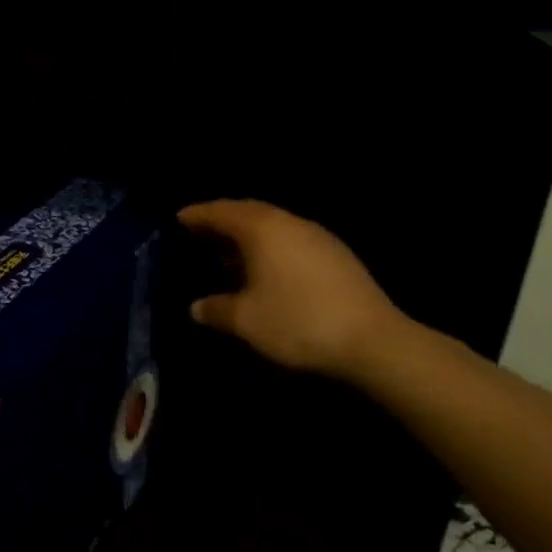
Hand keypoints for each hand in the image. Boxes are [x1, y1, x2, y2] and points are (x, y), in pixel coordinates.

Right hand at [178, 199, 406, 379]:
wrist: (373, 340)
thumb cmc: (298, 322)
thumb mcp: (247, 321)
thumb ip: (216, 310)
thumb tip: (197, 307)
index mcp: (262, 229)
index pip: (221, 212)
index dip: (197, 215)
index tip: (177, 219)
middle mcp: (289, 222)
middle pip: (248, 211)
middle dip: (222, 220)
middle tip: (199, 234)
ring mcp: (317, 236)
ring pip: (273, 225)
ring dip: (248, 235)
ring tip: (228, 254)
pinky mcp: (336, 254)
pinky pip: (291, 238)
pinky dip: (270, 246)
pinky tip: (266, 270)